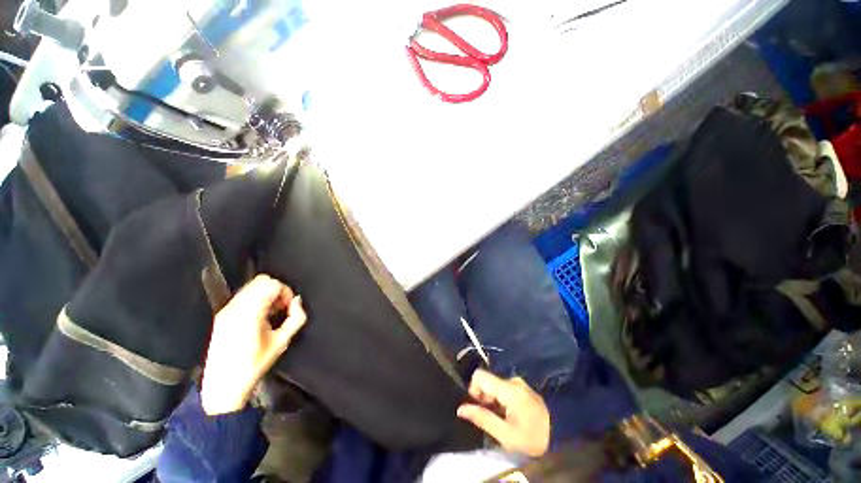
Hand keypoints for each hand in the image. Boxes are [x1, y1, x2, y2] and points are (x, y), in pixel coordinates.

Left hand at [201, 274, 307, 415]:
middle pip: (261, 280)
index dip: (285, 292)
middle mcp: (235, 307)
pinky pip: (244, 296)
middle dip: (276, 290)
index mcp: (250, 313)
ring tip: (271, 313)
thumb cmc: (255, 365)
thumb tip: (297, 301)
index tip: (288, 307)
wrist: (223, 386)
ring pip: (252, 286)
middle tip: (281, 307)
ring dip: (266, 294)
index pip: (272, 284)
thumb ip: (296, 317)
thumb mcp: (282, 341)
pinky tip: (259, 317)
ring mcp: (226, 310)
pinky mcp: (222, 315)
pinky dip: (256, 300)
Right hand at [456, 369, 550, 456]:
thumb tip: (461, 408)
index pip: (480, 375)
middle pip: (487, 381)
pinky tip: (509, 415)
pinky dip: (500, 400)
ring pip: (495, 385)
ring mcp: (519, 383)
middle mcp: (513, 380)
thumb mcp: (505, 435)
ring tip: (502, 419)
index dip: (473, 390)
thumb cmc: (532, 438)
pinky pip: (503, 388)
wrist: (560, 437)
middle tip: (492, 418)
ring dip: (492, 400)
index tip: (478, 407)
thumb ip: (482, 418)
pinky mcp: (522, 387)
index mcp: (509, 389)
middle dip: (483, 398)